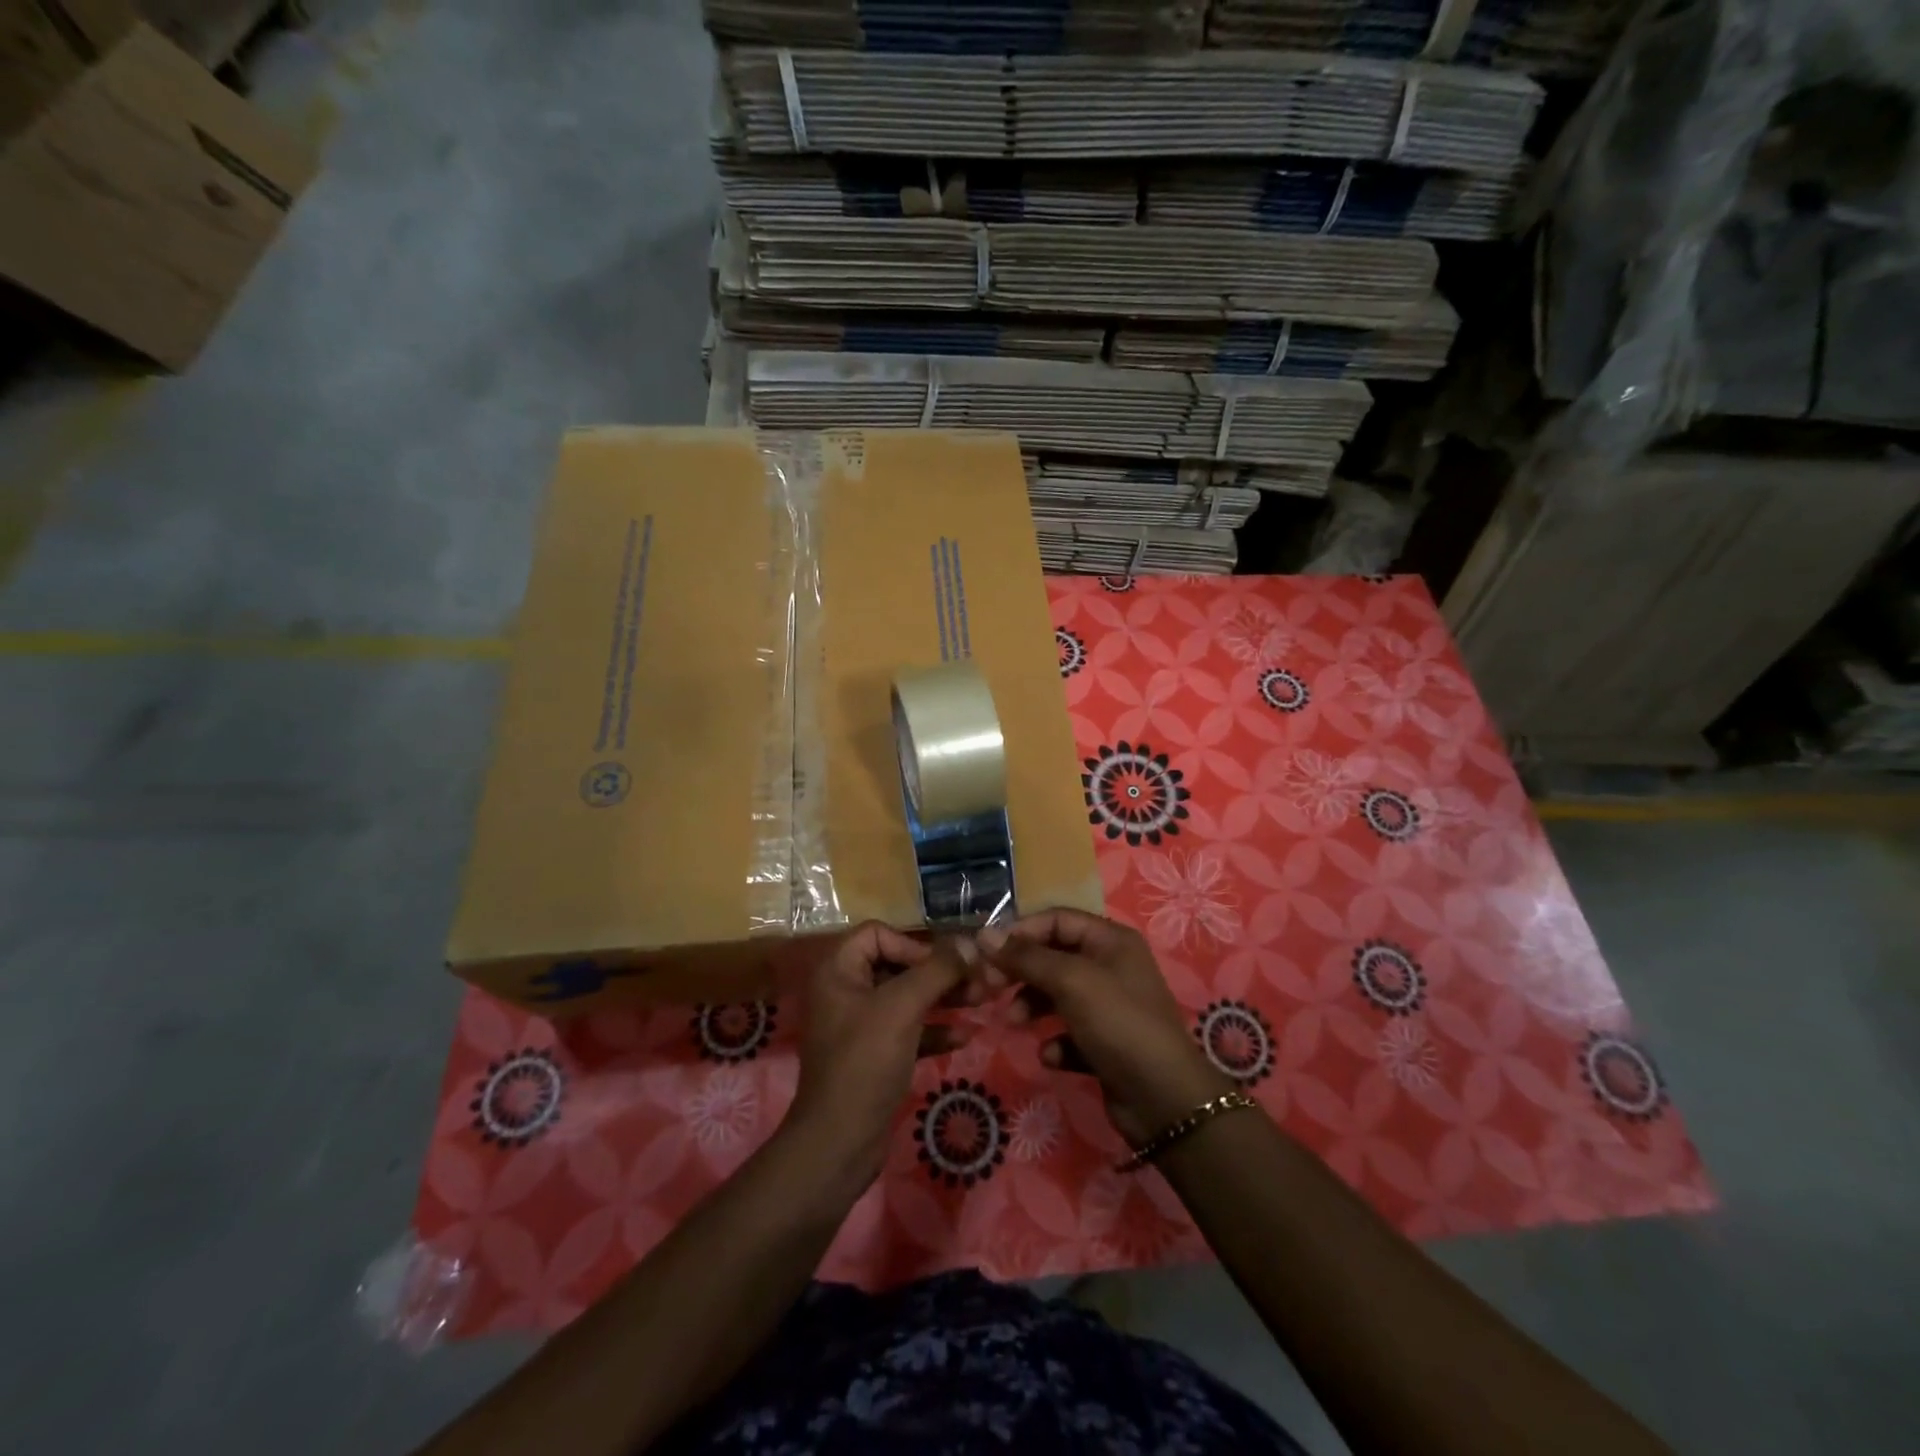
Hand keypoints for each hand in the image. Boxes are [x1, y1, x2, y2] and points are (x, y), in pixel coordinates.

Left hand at [784, 922, 967, 1192]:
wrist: (839, 1144)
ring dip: (943, 998)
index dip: (914, 944)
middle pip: (898, 965)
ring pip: (907, 998)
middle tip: (980, 981)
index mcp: (837, 970)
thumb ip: (937, 970)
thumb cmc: (865, 1063)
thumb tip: (970, 941)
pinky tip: (964, 1037)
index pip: (878, 934)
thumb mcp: (902, 1008)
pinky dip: (933, 1030)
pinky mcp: (873, 1055)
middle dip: (939, 972)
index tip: (944, 966)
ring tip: (982, 1001)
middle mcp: (845, 991)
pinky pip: (907, 1029)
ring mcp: (859, 1025)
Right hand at [980, 909, 1232, 1146]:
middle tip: (990, 988)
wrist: (1163, 1099)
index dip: (1021, 932)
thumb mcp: (1070, 981)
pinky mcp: (1106, 1043)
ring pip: (1057, 994)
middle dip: (1022, 972)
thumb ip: (1026, 957)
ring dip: (1032, 1006)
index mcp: (1110, 940)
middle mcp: (1111, 966)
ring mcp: (1110, 1006)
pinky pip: (1069, 1032)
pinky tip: (1052, 1056)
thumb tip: (984, 934)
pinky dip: (1056, 1041)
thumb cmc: (1117, 1023)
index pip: (1056, 919)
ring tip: (1015, 1023)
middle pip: (1054, 956)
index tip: (988, 953)